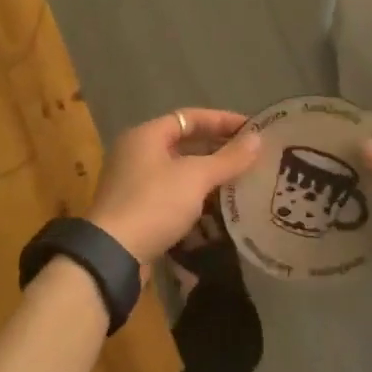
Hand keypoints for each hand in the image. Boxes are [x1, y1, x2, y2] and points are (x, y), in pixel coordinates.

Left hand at [85, 109, 262, 273]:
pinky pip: (173, 193)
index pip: (190, 117)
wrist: (113, 255)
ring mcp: (135, 183)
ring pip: (179, 170)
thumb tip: (258, 138)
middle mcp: (136, 153)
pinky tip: (219, 206)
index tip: (252, 129)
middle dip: (218, 149)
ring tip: (242, 179)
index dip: (222, 120)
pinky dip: (195, 195)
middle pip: (184, 143)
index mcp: (146, 135)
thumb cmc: (154, 204)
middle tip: (251, 156)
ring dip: (208, 174)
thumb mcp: (196, 178)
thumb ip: (228, 158)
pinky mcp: (138, 210)